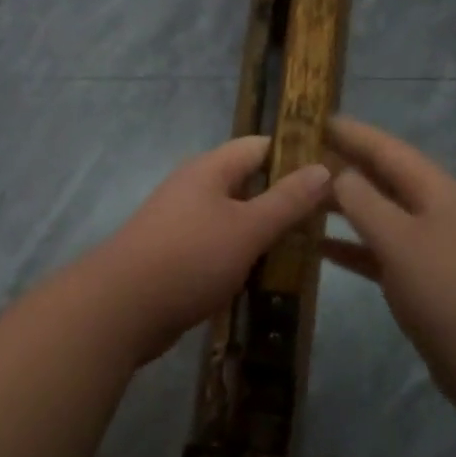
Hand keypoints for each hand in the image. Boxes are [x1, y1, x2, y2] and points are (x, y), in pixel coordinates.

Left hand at [92, 135, 330, 363]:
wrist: (121, 309)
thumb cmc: (189, 258)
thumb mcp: (248, 228)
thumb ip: (287, 200)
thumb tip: (324, 167)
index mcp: (209, 170)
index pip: (260, 147)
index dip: (296, 155)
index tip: (334, 174)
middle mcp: (194, 189)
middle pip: (248, 184)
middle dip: (285, 200)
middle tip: (327, 220)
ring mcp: (182, 224)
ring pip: (235, 220)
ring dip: (266, 233)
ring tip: (307, 250)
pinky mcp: (177, 257)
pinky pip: (219, 248)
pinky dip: (243, 258)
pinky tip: (268, 276)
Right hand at [324, 115, 455, 415]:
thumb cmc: (448, 292)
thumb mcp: (401, 241)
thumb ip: (365, 204)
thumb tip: (338, 173)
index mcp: (437, 192)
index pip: (389, 150)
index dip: (353, 134)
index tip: (315, 118)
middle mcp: (435, 212)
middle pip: (384, 180)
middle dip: (344, 166)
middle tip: (298, 156)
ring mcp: (430, 247)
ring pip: (379, 216)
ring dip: (344, 207)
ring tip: (301, 197)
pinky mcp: (422, 281)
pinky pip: (380, 253)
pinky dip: (352, 247)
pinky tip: (319, 248)